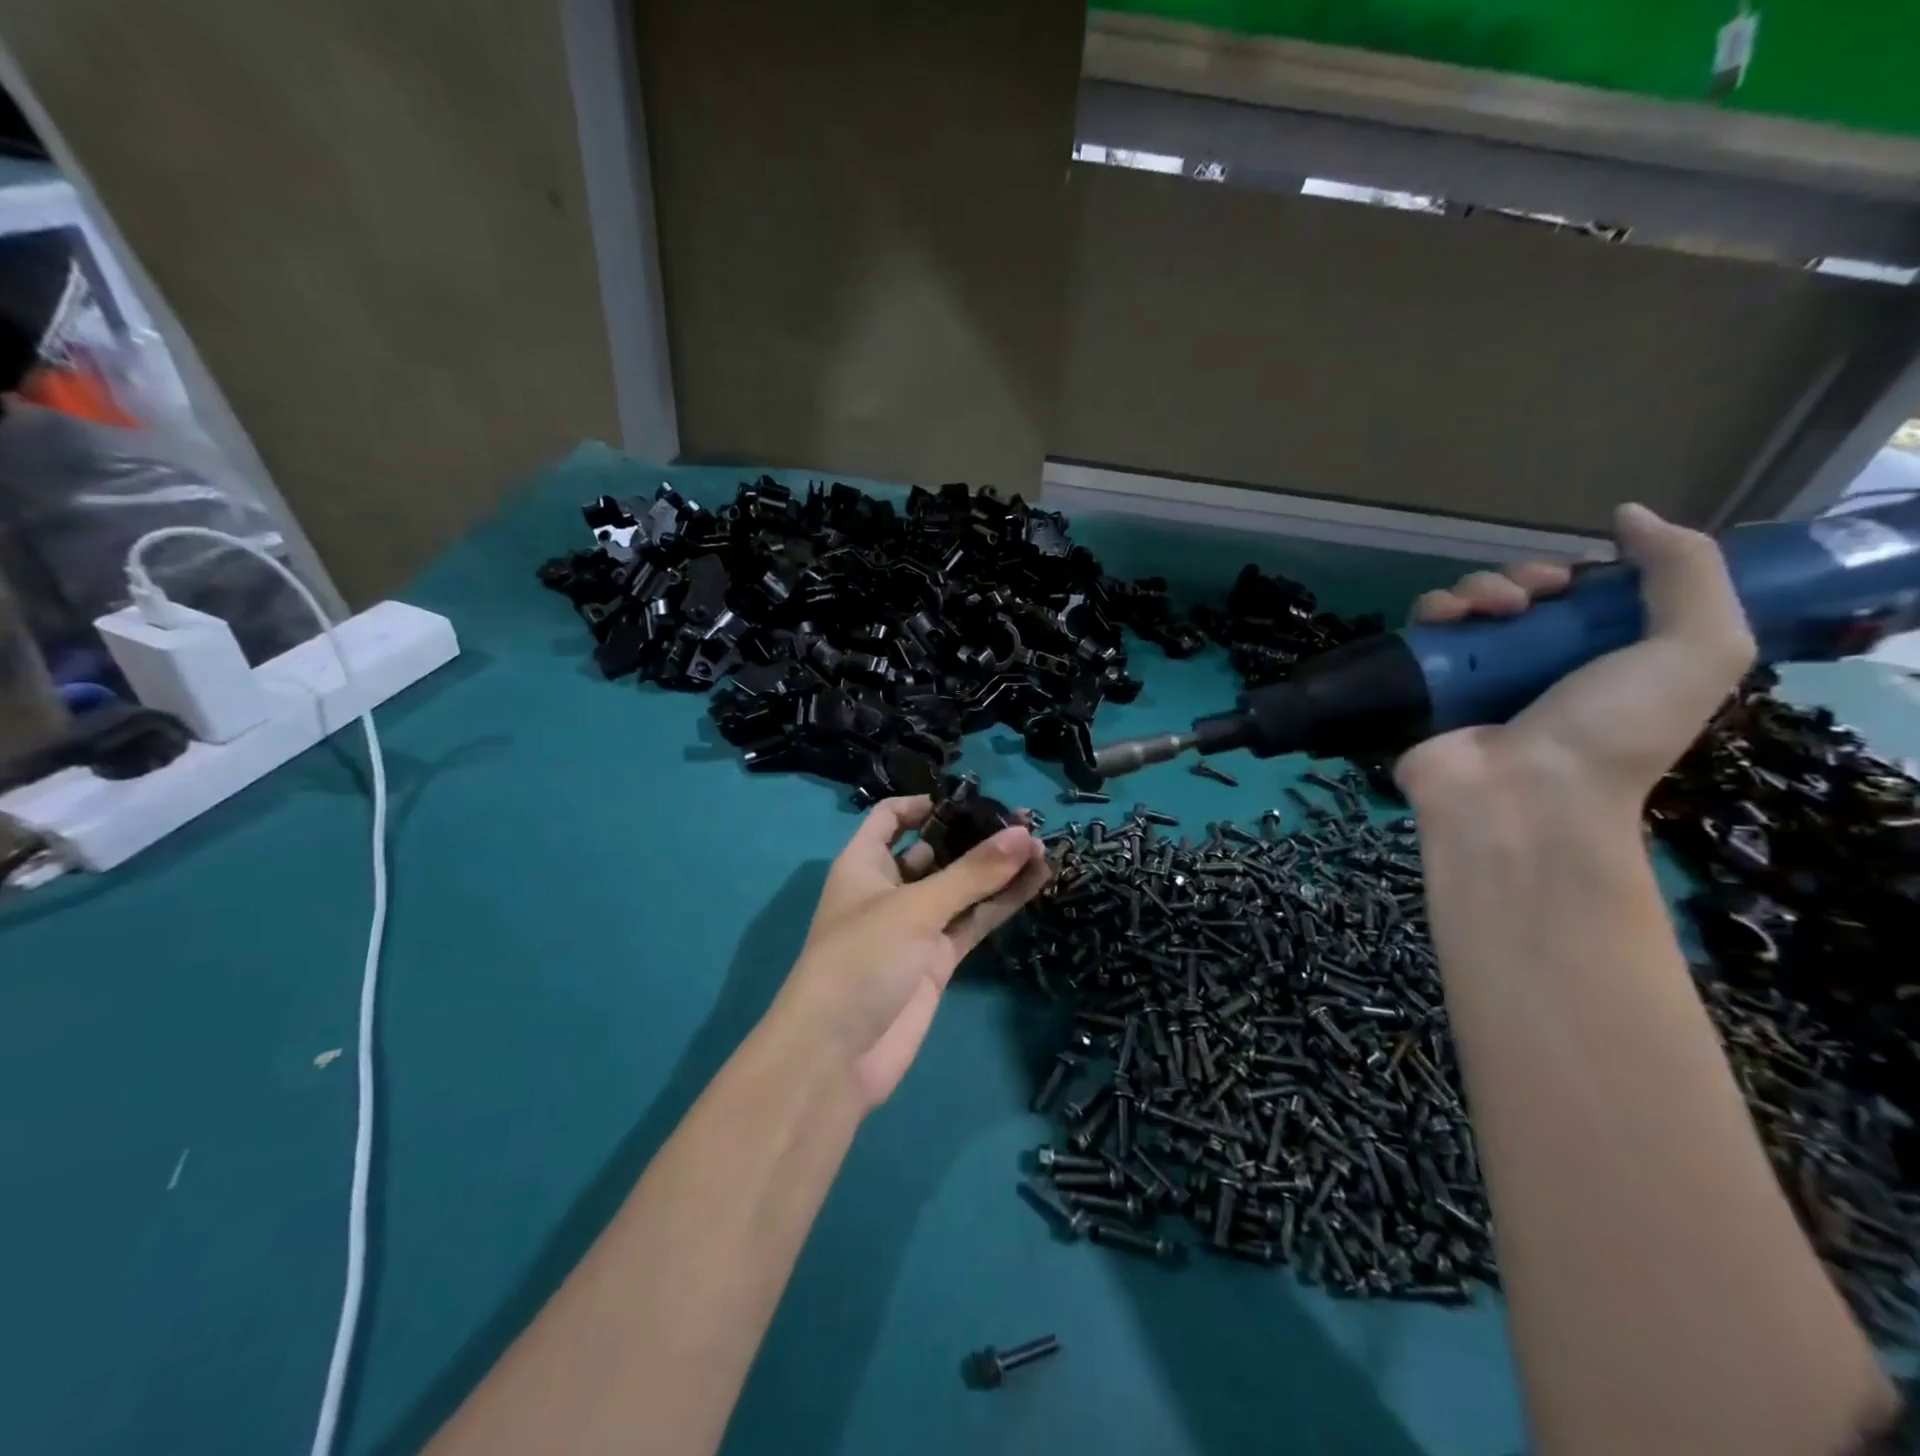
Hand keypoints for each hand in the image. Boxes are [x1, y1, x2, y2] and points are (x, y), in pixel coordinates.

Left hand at [770, 795, 1050, 1107]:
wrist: (838, 1055)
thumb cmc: (861, 959)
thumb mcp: (915, 907)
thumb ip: (973, 873)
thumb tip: (1024, 834)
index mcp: (864, 864)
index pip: (890, 819)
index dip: (924, 804)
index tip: (970, 798)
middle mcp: (889, 890)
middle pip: (933, 851)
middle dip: (972, 836)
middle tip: (1022, 822)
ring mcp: (916, 927)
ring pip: (962, 888)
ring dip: (997, 869)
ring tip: (1041, 846)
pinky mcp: (938, 961)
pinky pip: (974, 922)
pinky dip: (1002, 903)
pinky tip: (1038, 880)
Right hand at [1395, 503, 1755, 825]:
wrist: (1523, 795)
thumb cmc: (1616, 729)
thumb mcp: (1699, 647)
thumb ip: (1686, 571)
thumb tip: (1628, 515)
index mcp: (1605, 659)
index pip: (1586, 595)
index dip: (1584, 573)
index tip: (1580, 579)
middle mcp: (1539, 664)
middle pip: (1525, 594)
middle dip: (1528, 577)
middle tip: (1530, 598)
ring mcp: (1478, 675)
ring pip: (1471, 603)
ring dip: (1480, 587)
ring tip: (1488, 610)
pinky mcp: (1427, 682)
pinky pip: (1426, 628)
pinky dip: (1435, 610)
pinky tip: (1447, 618)